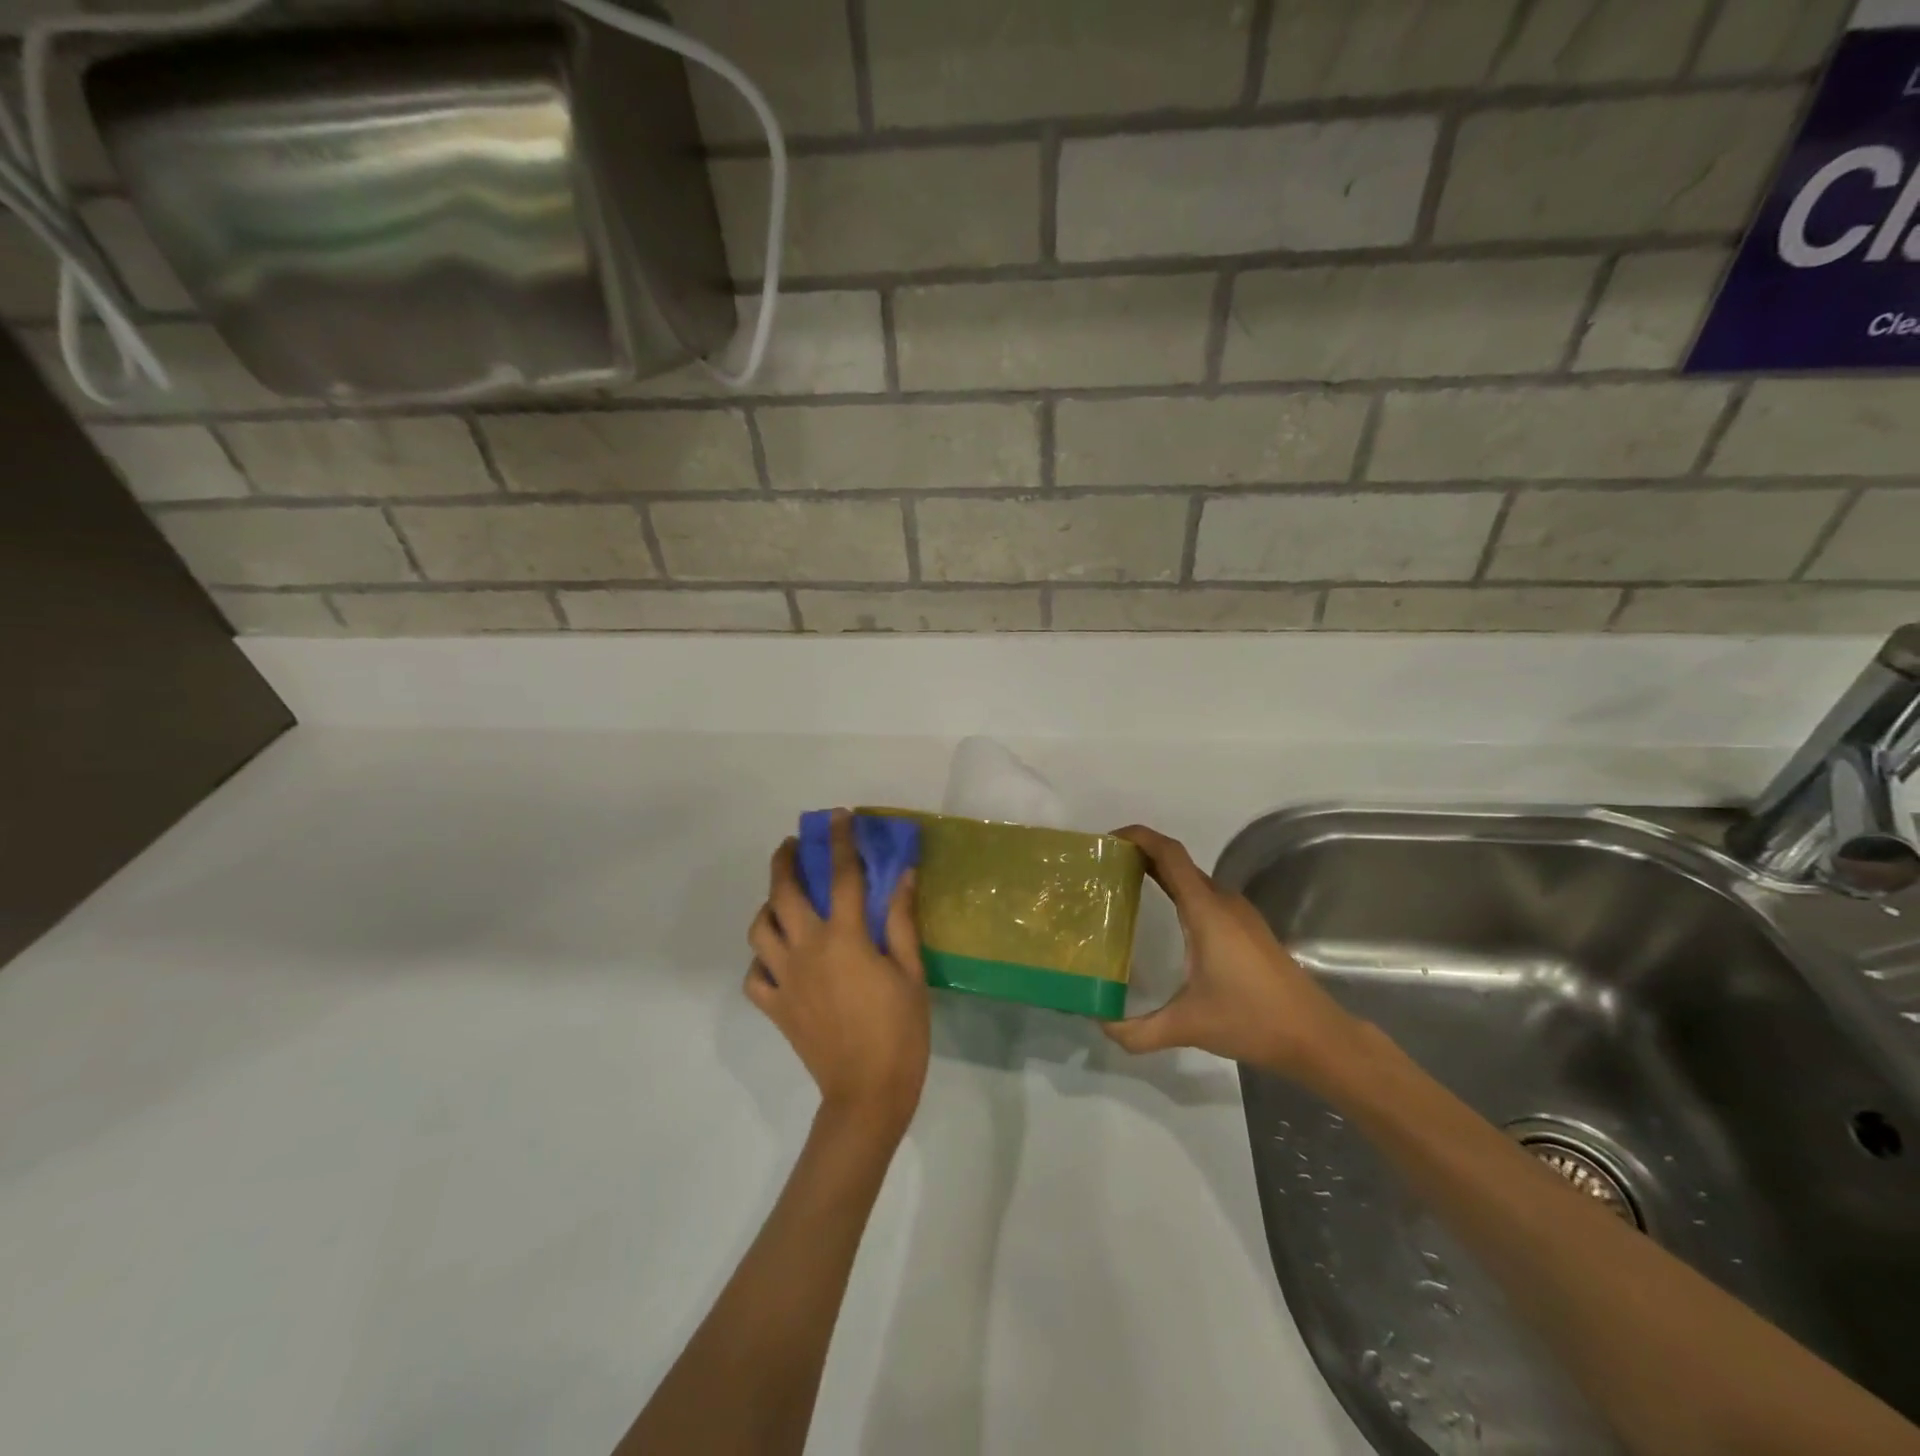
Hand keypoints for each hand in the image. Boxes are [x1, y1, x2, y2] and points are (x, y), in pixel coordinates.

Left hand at [746, 811, 929, 1139]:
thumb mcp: (911, 971)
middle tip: (793, 845)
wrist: (867, 1093)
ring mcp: (784, 978)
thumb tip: (902, 876)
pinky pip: (754, 975)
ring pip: (759, 929)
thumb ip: (900, 920)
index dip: (839, 841)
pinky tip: (778, 957)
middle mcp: (806, 949)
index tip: (837, 817)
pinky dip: (761, 960)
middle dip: (785, 860)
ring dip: (768, 905)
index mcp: (843, 938)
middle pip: (783, 892)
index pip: (841, 875)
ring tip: (782, 899)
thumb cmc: (900, 1030)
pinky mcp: (774, 1006)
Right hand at [1102, 826, 1364, 1089]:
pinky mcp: (1247, 929)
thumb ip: (1139, 1031)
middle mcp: (1222, 901)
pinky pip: (1204, 896)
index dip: (1138, 837)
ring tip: (1123, 892)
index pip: (1169, 854)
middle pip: (1177, 862)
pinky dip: (1176, 894)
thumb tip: (1102, 1026)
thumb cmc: (1252, 1020)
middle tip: (1103, 872)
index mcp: (1206, 910)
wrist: (1316, 1036)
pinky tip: (1163, 922)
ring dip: (1158, 875)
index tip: (1107, 842)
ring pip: (1191, 880)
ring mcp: (1238, 914)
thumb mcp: (1188, 1027)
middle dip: (1139, 856)